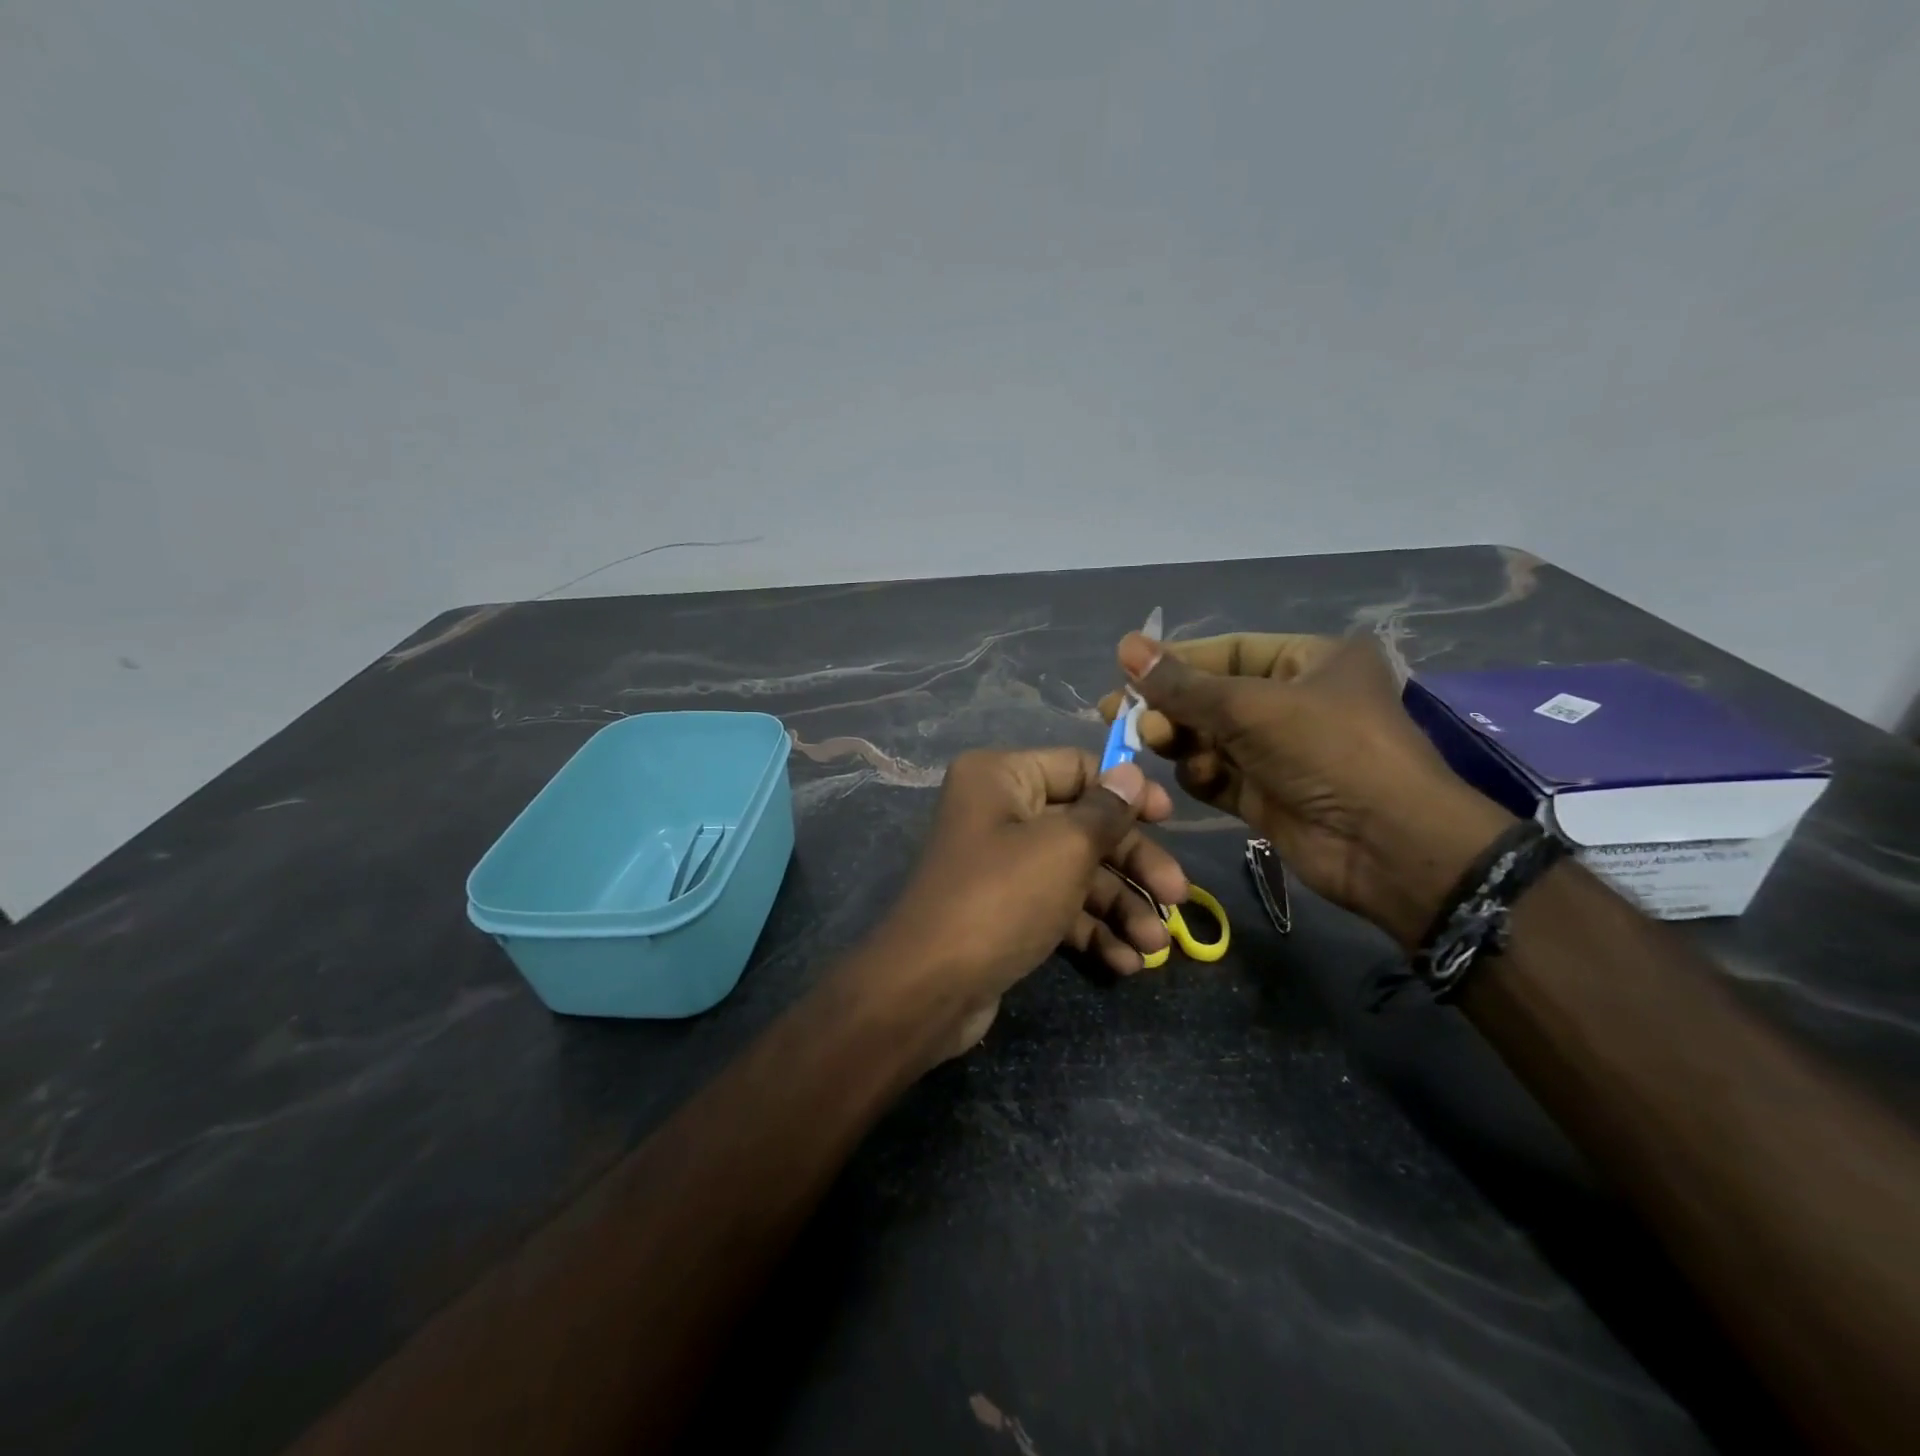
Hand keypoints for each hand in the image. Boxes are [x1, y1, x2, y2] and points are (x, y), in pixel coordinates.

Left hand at [866, 748, 1188, 1058]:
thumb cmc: (1002, 897)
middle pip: (1083, 826)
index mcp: (1001, 778)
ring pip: (1076, 873)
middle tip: (1179, 897)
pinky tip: (1125, 964)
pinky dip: (1091, 932)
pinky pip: (1058, 909)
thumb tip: (1131, 773)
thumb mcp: (1064, 848)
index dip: (1125, 791)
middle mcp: (998, 813)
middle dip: (1132, 864)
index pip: (1077, 767)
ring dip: (1120, 908)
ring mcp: (1001, 865)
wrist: (930, 988)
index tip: (1170, 818)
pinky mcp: (1005, 911)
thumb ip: (1106, 811)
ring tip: (1155, 948)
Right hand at [1099, 632, 1512, 946]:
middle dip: (1169, 706)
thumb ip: (1182, 684)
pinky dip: (1201, 773)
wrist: (1386, 844)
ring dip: (1181, 740)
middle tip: (1119, 715)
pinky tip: (1196, 775)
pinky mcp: (1267, 795)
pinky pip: (1219, 774)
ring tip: (1155, 743)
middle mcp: (1294, 701)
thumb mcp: (1249, 707)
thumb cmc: (1326, 751)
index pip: (1228, 651)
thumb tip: (1126, 646)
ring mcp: (1280, 752)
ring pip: (1209, 737)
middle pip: (1213, 696)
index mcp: (1309, 661)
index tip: (1125, 670)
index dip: (1176, 660)